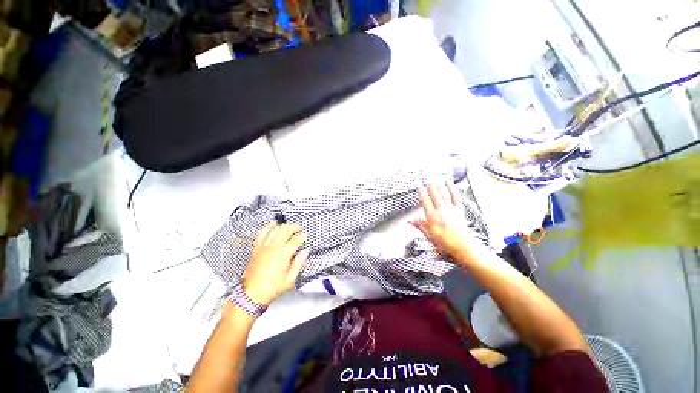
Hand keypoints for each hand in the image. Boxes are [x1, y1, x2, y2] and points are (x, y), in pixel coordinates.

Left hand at [243, 222, 307, 305]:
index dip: (301, 237)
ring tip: (289, 225)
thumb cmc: (271, 289)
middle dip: (294, 228)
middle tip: (299, 228)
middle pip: (285, 232)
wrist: (252, 295)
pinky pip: (262, 234)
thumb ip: (298, 264)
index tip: (304, 236)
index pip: (295, 241)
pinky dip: (267, 227)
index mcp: (283, 255)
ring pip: (275, 231)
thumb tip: (304, 253)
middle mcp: (273, 249)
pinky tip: (272, 224)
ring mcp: (264, 248)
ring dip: (284, 226)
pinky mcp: (257, 249)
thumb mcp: (290, 280)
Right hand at [410, 183, 481, 262]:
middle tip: (427, 180)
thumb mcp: (428, 236)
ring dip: (439, 186)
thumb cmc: (445, 242)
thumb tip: (409, 221)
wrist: (463, 246)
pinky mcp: (459, 210)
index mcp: (432, 216)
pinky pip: (455, 196)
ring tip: (436, 180)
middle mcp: (441, 210)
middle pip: (435, 195)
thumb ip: (419, 225)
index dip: (421, 192)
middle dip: (431, 186)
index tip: (419, 186)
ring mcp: (451, 209)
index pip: (425, 201)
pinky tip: (449, 184)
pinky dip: (452, 189)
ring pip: (444, 194)